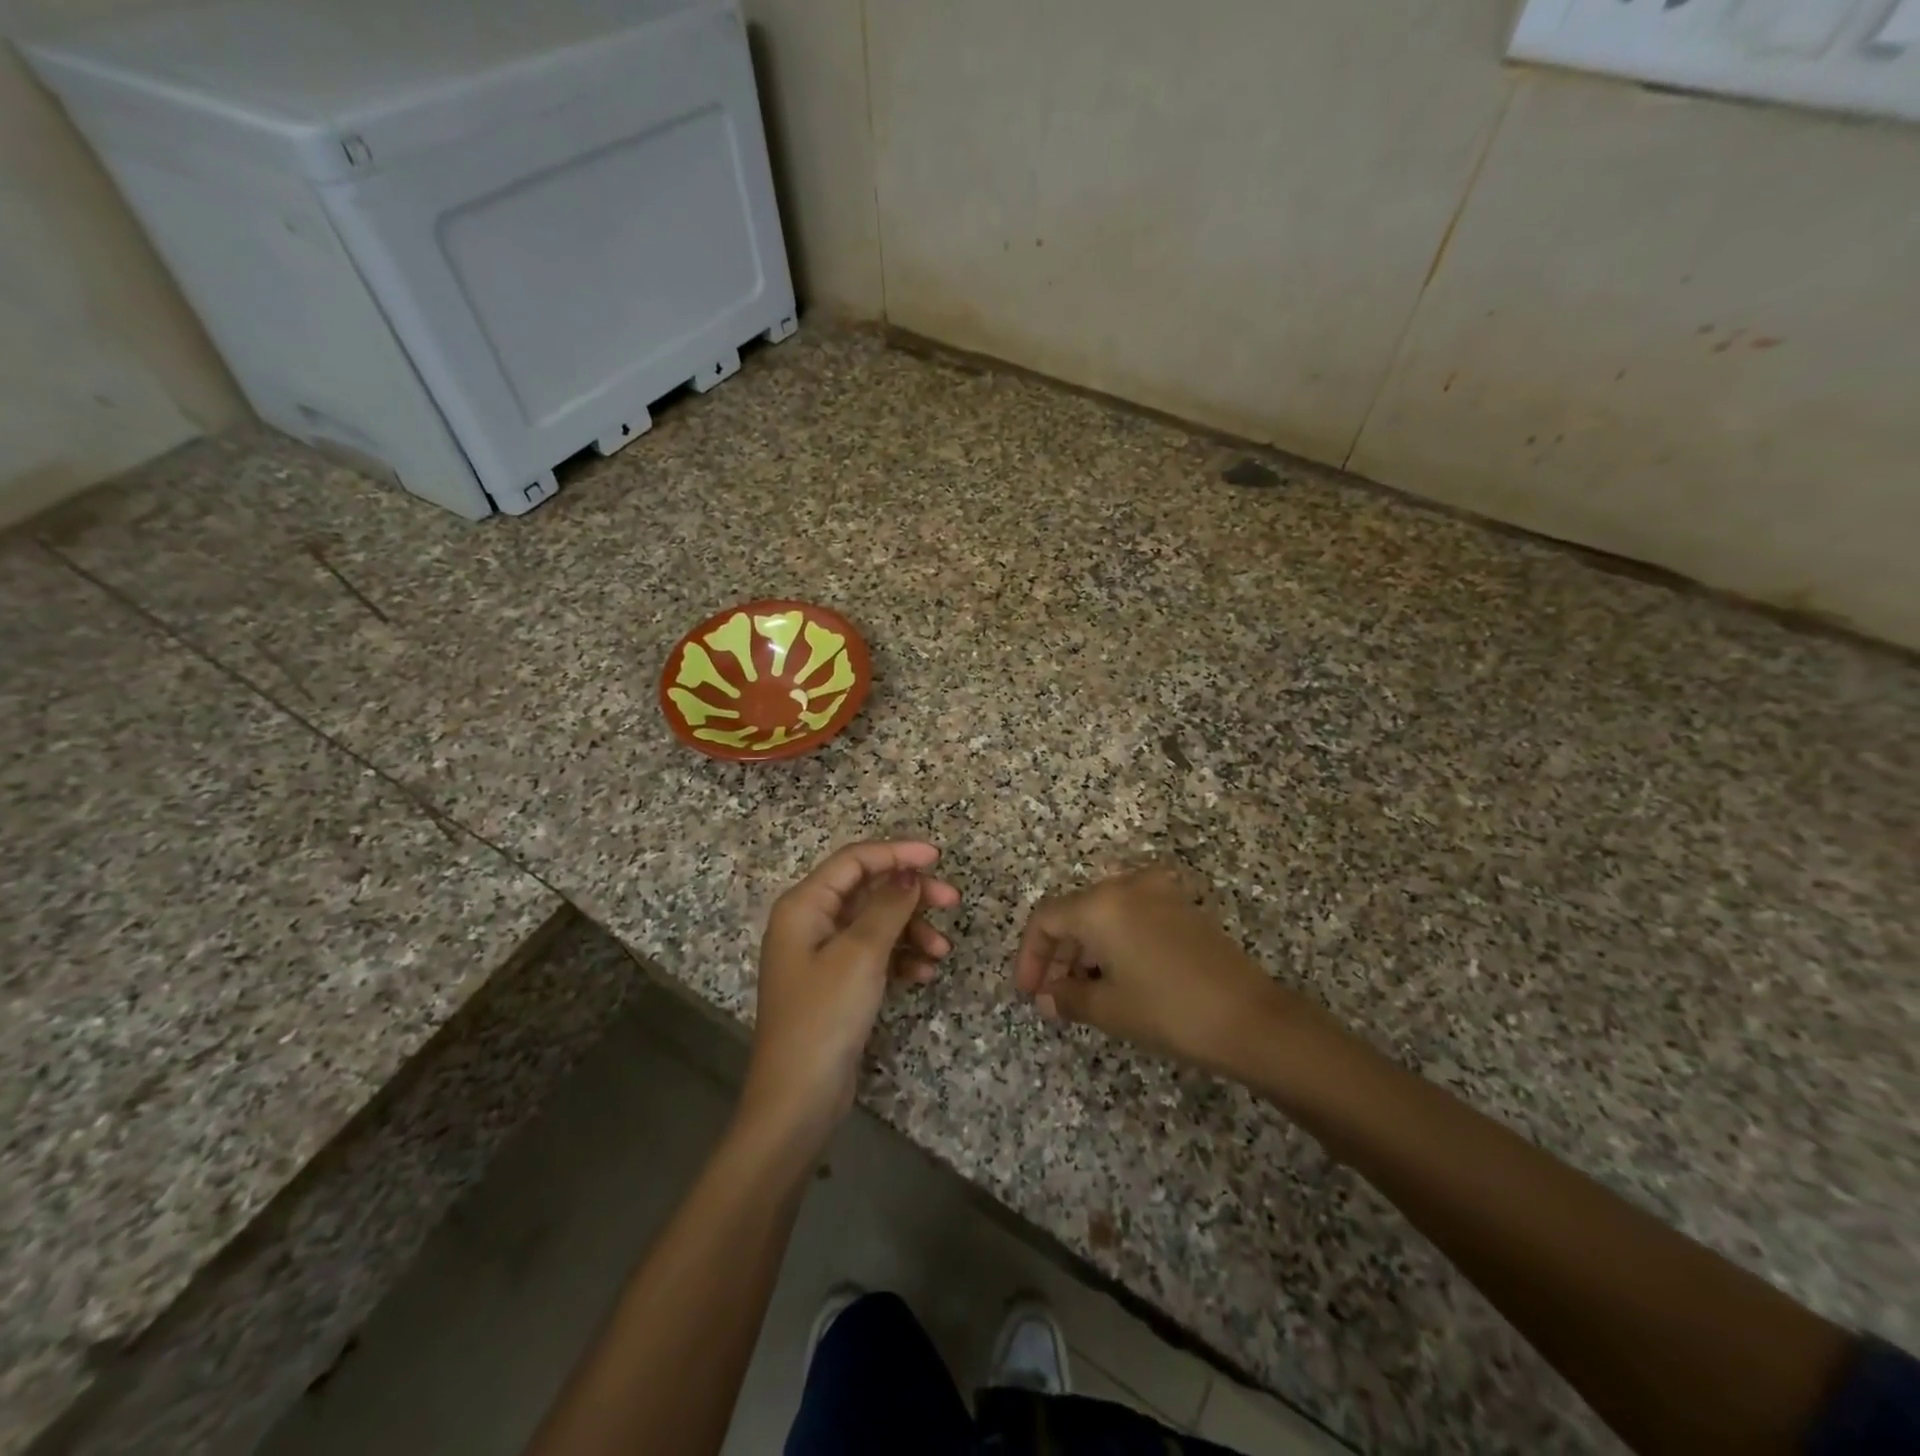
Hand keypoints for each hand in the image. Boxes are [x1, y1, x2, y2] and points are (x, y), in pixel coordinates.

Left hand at [741, 840, 959, 1146]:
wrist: (798, 1099)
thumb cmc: (824, 1016)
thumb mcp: (860, 954)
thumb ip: (888, 906)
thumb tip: (909, 872)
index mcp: (805, 905)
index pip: (854, 860)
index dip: (897, 852)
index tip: (938, 857)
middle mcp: (811, 922)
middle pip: (868, 890)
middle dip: (911, 895)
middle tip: (952, 901)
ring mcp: (823, 955)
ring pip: (876, 924)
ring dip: (911, 930)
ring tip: (942, 952)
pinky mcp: (837, 984)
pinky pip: (875, 955)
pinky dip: (901, 958)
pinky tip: (924, 975)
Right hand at [1013, 864, 1321, 1076]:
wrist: (1251, 1018)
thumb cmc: (1168, 1011)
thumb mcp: (1109, 1008)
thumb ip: (1067, 997)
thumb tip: (1048, 997)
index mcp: (1100, 904)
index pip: (1045, 919)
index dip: (1029, 956)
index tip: (1029, 993)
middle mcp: (1126, 886)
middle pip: (1074, 913)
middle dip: (1057, 954)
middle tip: (1051, 996)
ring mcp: (1158, 893)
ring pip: (1103, 915)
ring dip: (1084, 949)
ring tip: (1080, 993)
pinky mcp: (1181, 908)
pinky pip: (1131, 917)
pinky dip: (1114, 943)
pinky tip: (1116, 978)